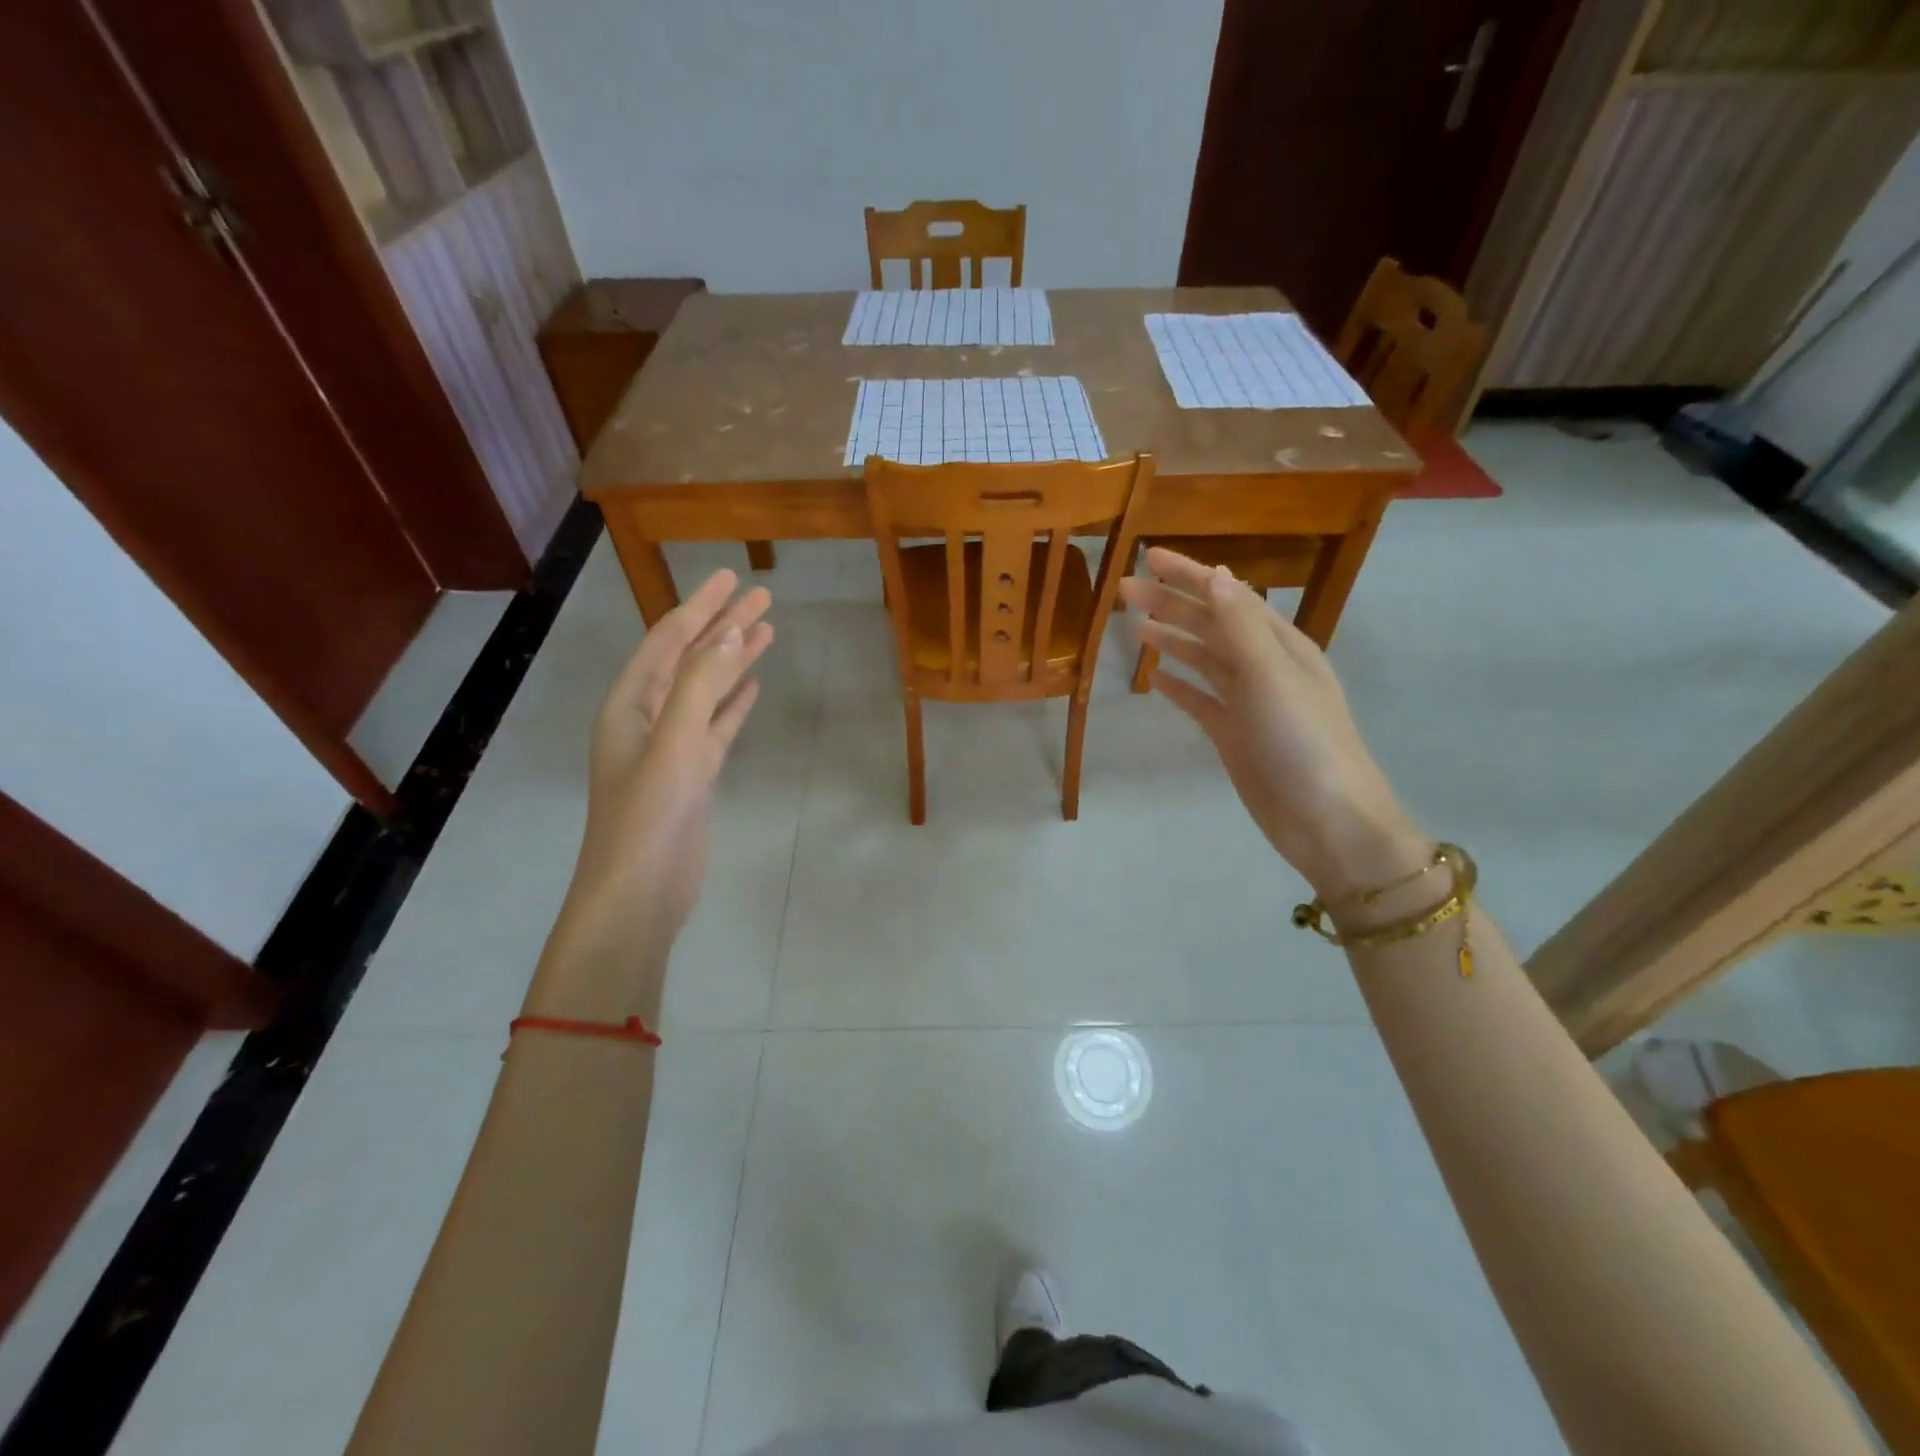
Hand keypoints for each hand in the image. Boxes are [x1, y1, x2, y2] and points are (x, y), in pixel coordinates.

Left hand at [527, 569, 773, 1018]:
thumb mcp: (675, 742)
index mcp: (628, 704)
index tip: (732, 578)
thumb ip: (702, 685)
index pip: (669, 641)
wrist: (640, 892)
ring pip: (707, 691)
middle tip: (762, 597)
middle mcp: (646, 718)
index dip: (701, 606)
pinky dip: (734, 703)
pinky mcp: (693, 775)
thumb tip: (731, 632)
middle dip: (724, 627)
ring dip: (734, 661)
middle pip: (690, 660)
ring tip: (767, 632)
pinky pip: (716, 726)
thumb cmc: (650, 814)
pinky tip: (753, 687)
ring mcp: (671, 748)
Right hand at [1118, 548, 1426, 900]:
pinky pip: (1201, 701)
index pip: (1228, 598)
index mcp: (1279, 645)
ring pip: (1204, 660)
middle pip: (1210, 626)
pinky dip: (1180, 686)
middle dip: (1171, 605)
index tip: (1150, 557)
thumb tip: (1218, 575)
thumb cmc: (1303, 742)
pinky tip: (1156, 679)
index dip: (1190, 575)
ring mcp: (1248, 703)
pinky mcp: (1235, 735)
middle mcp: (1264, 667)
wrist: (1326, 820)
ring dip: (1173, 640)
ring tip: (1136, 625)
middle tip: (1124, 591)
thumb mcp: (1272, 676)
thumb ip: (1241, 627)